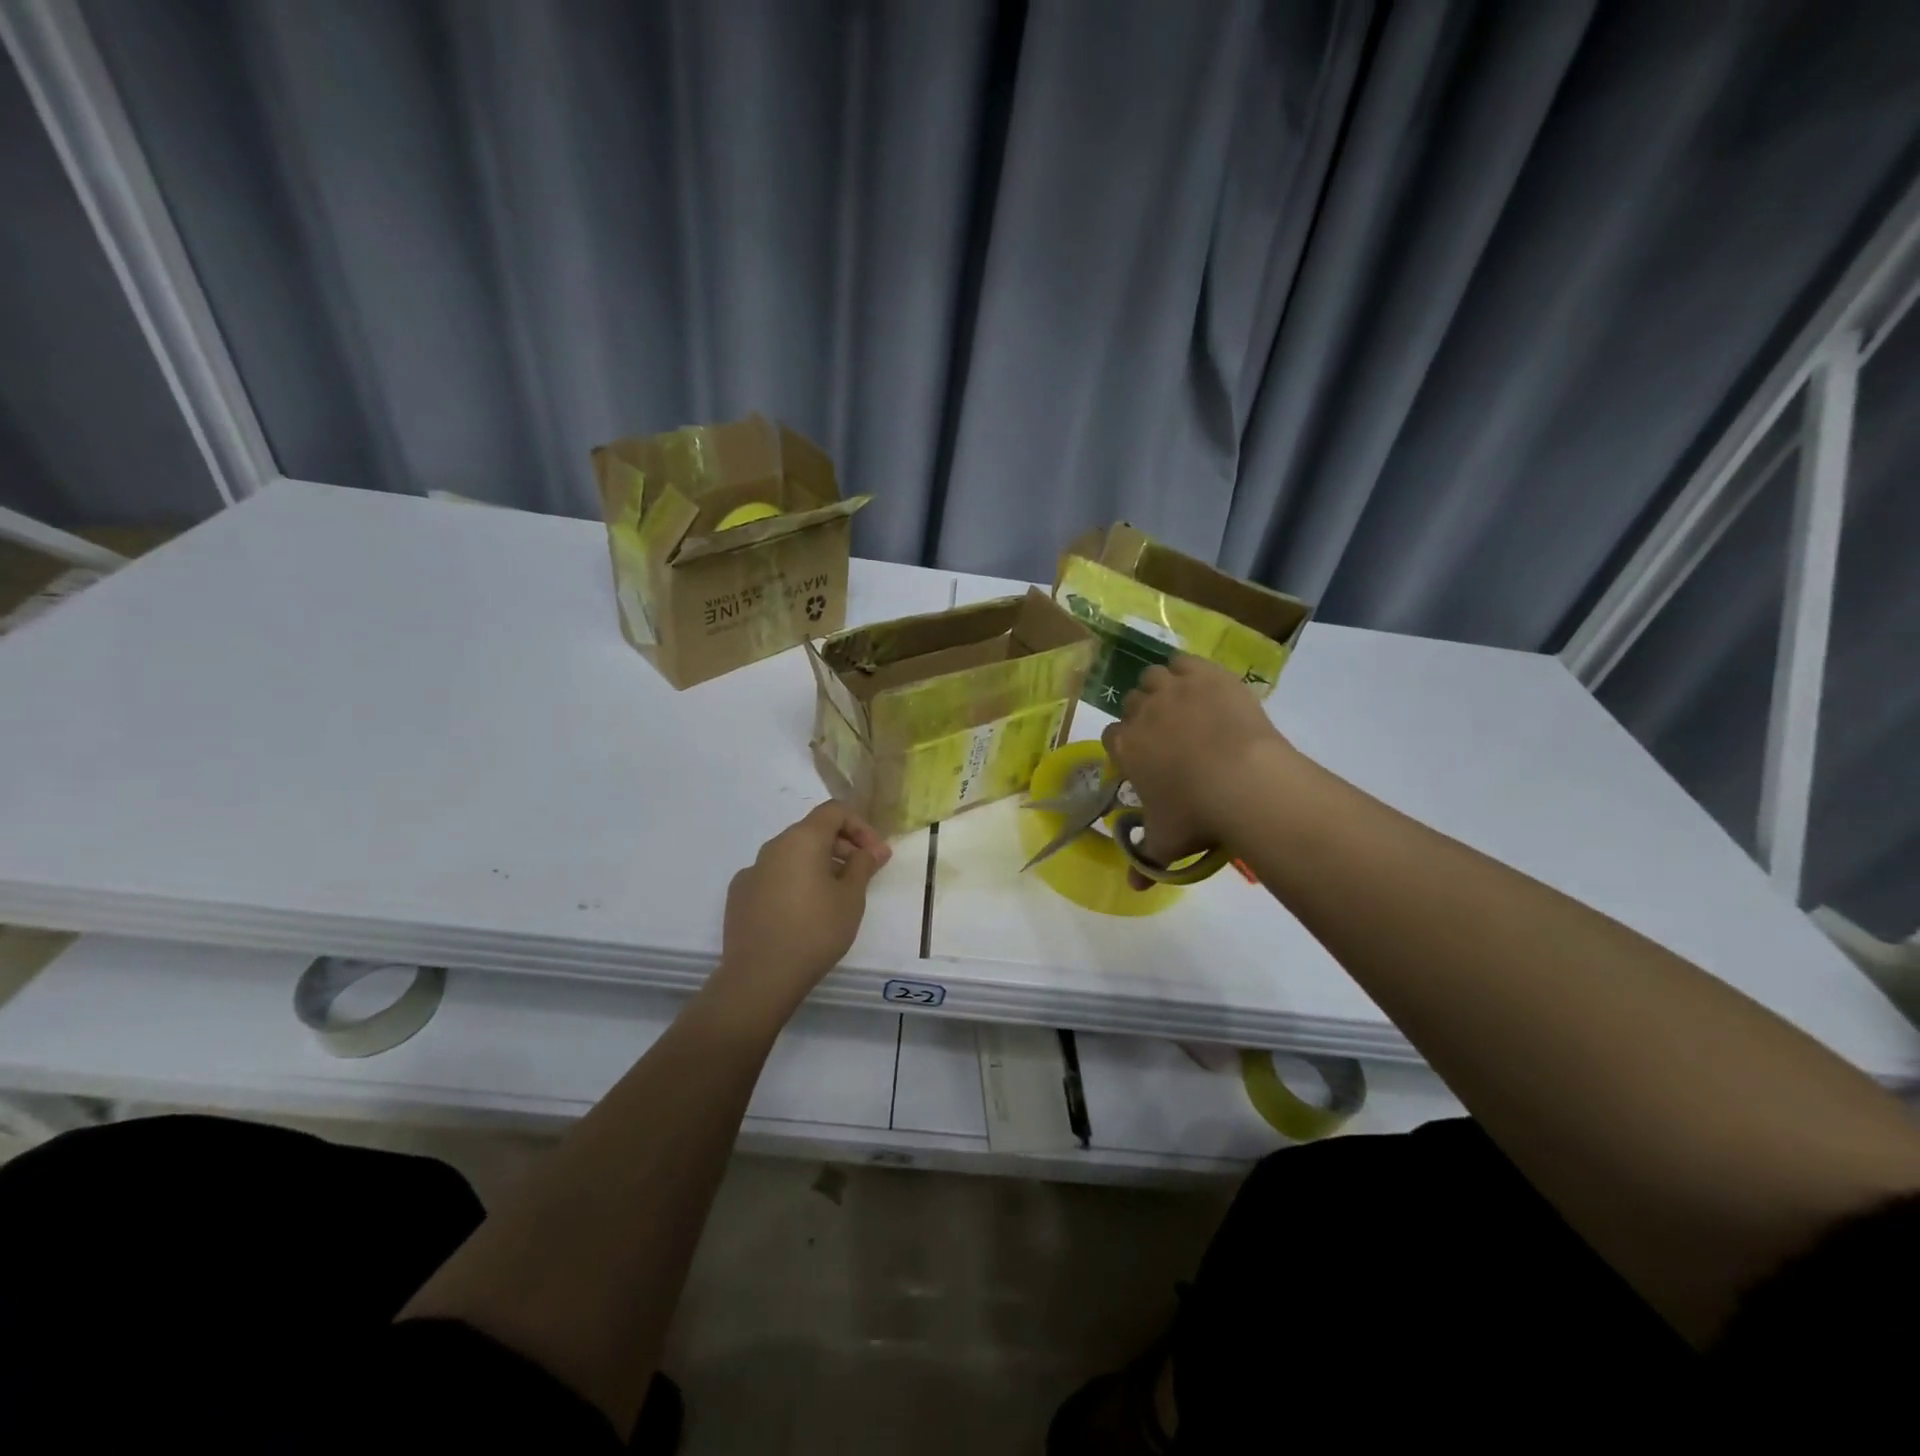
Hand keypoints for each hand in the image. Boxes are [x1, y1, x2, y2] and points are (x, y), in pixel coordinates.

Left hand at [715, 803, 891, 1021]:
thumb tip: (874, 849)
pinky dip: (794, 883)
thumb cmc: (815, 931)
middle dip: (842, 846)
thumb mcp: (851, 898)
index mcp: (802, 839)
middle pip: (812, 831)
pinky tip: (802, 913)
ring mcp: (752, 871)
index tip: (875, 855)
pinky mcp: (739, 895)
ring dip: (818, 865)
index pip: (834, 811)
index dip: (860, 826)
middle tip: (862, 876)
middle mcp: (773, 846)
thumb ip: (863, 866)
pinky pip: (774, 876)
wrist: (760, 977)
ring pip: (792, 855)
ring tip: (835, 897)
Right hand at [1101, 655, 1292, 872]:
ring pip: (1153, 676)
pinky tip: (1201, 686)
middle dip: (1144, 715)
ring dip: (1162, 688)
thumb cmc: (1197, 814)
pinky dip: (1188, 671)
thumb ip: (1146, 861)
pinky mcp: (1205, 675)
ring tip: (1183, 706)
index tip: (1144, 758)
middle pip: (1132, 702)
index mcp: (1126, 747)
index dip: (1126, 745)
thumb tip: (1133, 887)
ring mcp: (1173, 689)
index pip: (1112, 736)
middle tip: (1169, 735)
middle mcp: (1141, 712)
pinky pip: (1184, 661)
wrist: (1245, 782)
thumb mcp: (1167, 843)